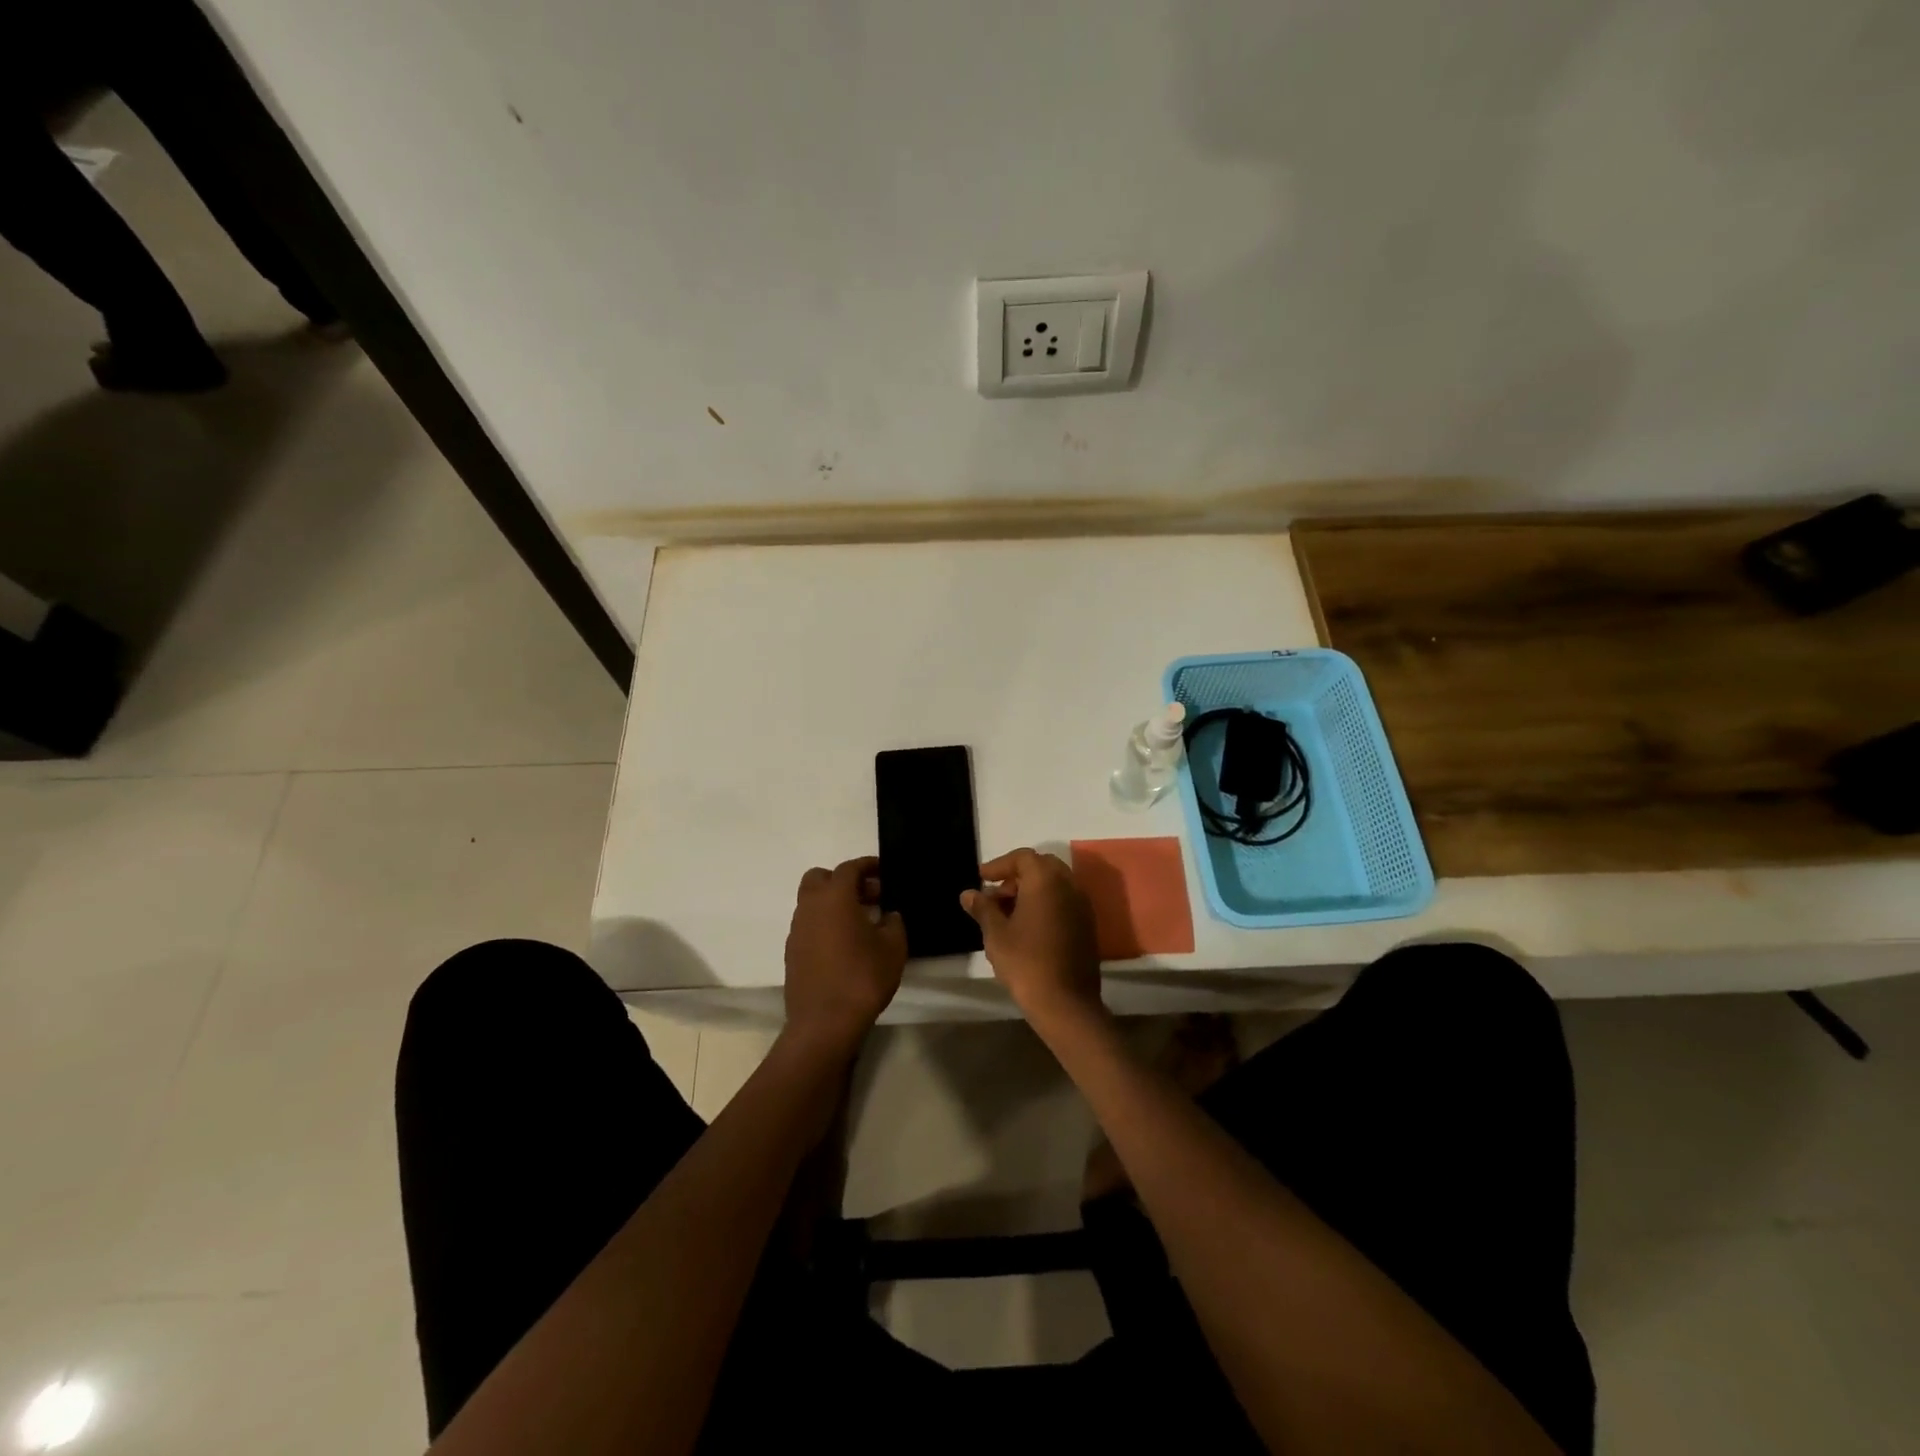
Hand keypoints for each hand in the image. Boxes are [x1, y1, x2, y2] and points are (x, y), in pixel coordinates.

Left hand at [783, 857, 906, 1051]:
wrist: (824, 1023)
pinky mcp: (792, 952)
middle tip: (868, 896)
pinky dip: (824, 924)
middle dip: (843, 880)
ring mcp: (797, 930)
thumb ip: (894, 923)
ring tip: (860, 922)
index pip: (849, 868)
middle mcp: (810, 907)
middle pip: (820, 878)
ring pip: (811, 902)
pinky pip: (808, 925)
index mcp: (834, 897)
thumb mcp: (893, 947)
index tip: (883, 871)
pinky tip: (844, 945)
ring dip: (832, 903)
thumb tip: (888, 915)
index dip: (868, 866)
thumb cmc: (862, 978)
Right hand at [961, 848, 1102, 1030]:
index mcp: (1046, 880)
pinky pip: (1064, 901)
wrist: (1066, 1003)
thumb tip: (969, 894)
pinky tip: (1028, 927)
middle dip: (1016, 876)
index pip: (1022, 857)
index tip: (982, 878)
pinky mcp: (1087, 925)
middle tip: (996, 895)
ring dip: (1031, 890)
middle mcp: (1069, 885)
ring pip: (1054, 884)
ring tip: (1007, 913)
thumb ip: (983, 908)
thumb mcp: (996, 934)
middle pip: (1041, 867)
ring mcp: (1082, 905)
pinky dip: (1046, 904)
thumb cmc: (1026, 962)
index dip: (999, 865)